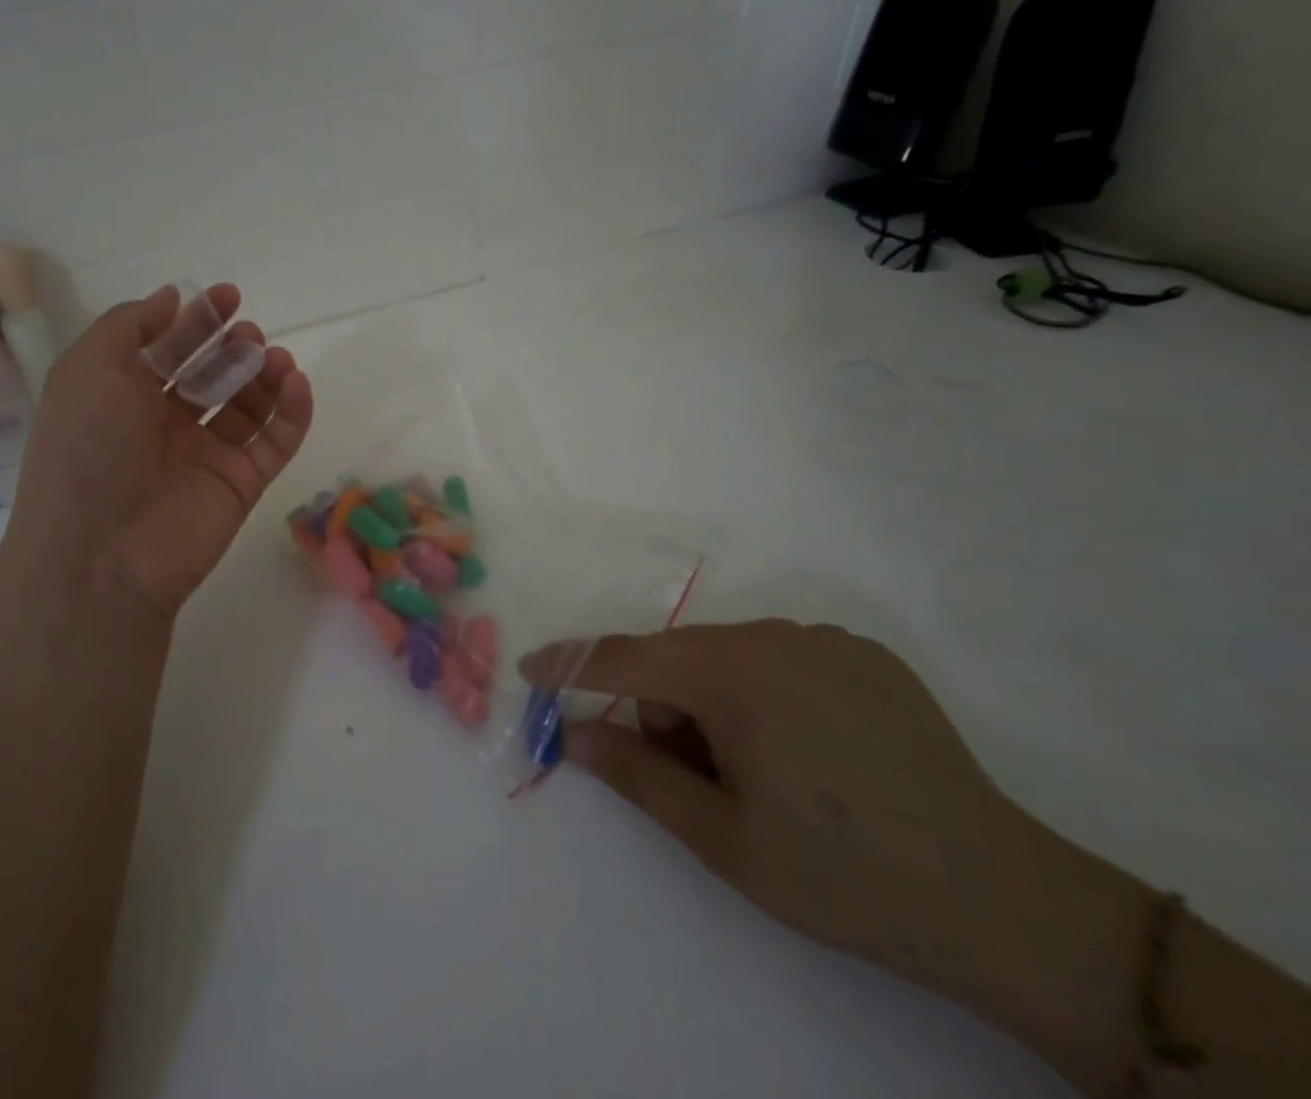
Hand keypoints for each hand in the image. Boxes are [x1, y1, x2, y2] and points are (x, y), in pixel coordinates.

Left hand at [9, 284, 313, 621]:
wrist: (100, 554)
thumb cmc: (86, 450)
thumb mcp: (88, 369)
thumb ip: (128, 325)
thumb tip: (169, 297)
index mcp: (124, 396)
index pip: (169, 349)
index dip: (198, 320)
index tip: (228, 296)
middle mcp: (166, 423)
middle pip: (212, 374)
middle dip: (232, 347)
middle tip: (248, 334)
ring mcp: (207, 455)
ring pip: (249, 406)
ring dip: (265, 375)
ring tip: (275, 360)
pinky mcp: (242, 484)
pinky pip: (275, 442)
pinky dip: (292, 412)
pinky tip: (297, 383)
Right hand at [519, 622, 1138, 1030]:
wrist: (1005, 902)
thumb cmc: (841, 873)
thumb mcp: (721, 836)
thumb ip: (635, 773)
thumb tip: (573, 734)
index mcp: (732, 671)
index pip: (625, 658)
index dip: (572, 664)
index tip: (531, 671)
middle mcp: (773, 635)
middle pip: (679, 658)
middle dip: (665, 707)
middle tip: (696, 780)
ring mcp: (825, 641)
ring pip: (729, 657)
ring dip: (715, 703)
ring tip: (762, 776)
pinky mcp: (866, 657)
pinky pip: (782, 658)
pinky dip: (765, 694)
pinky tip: (812, 755)